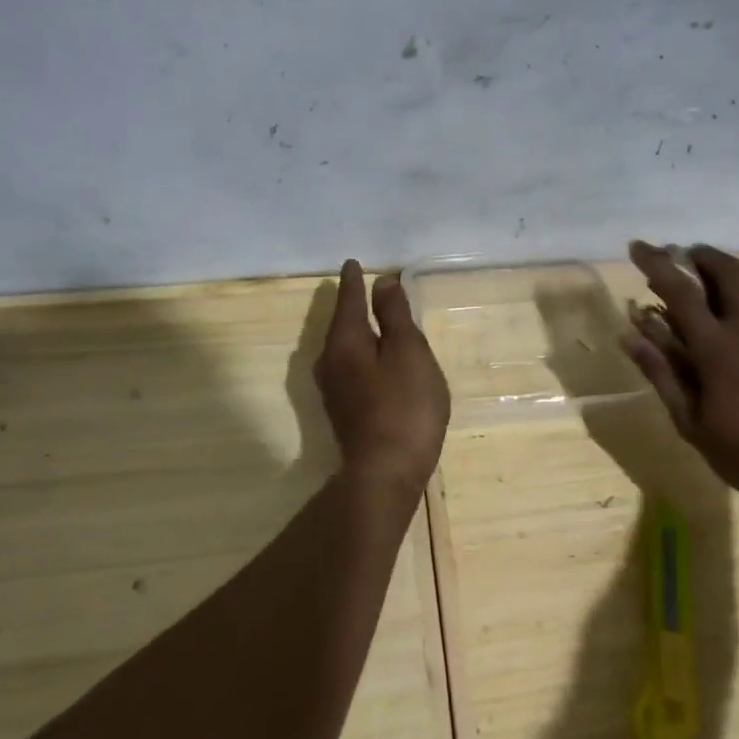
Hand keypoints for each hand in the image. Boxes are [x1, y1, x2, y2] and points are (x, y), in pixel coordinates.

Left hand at [313, 260, 450, 499]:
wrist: (386, 474)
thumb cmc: (404, 406)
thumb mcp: (407, 352)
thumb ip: (395, 316)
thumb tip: (382, 282)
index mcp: (345, 342)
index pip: (348, 301)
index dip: (353, 281)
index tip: (353, 263)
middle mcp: (330, 362)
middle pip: (342, 325)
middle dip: (353, 306)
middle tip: (363, 288)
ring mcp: (334, 390)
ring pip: (345, 349)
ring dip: (358, 332)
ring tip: (373, 320)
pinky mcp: (344, 412)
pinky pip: (351, 368)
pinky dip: (363, 355)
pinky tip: (375, 361)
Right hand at [622, 241, 738, 509]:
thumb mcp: (691, 423)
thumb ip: (661, 373)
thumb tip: (628, 335)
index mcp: (716, 347)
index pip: (680, 290)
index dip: (655, 263)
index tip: (638, 246)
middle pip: (728, 269)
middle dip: (704, 255)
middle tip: (688, 258)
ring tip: (728, 295)